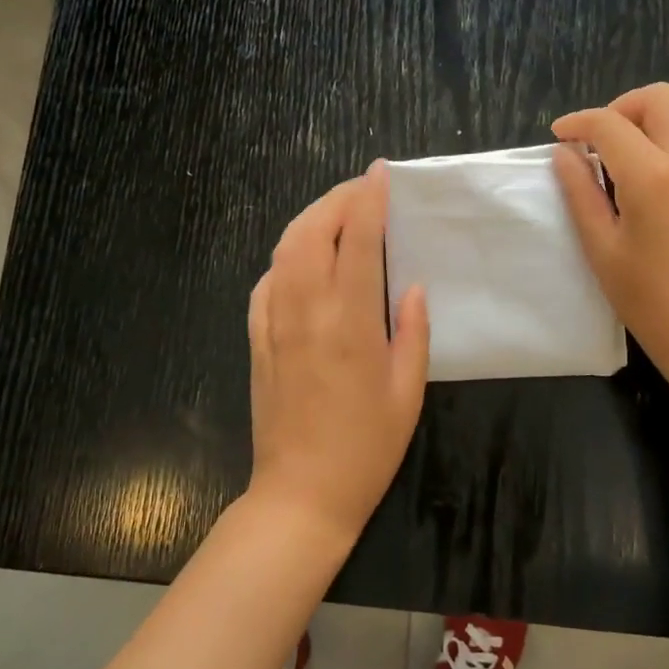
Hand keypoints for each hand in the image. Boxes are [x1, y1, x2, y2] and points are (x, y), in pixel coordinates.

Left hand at [246, 164, 430, 544]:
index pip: (357, 240)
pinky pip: (266, 282)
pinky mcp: (256, 339)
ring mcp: (273, 323)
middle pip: (311, 231)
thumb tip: (411, 286)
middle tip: (361, 190)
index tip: (379, 173)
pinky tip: (302, 261)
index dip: (368, 200)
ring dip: (308, 220)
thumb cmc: (366, 448)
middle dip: (336, 199)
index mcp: (350, 321)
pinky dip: (285, 257)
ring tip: (335, 214)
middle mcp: (306, 310)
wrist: (301, 494)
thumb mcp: (407, 392)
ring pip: (283, 250)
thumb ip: (412, 331)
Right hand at [552, 83, 668, 389]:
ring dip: (659, 119)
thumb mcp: (601, 248)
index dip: (579, 122)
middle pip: (662, 98)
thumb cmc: (649, 300)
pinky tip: (667, 183)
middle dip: (624, 108)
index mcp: (654, 177)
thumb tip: (565, 153)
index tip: (562, 135)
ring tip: (635, 153)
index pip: (610, 124)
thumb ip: (580, 192)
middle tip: (602, 141)